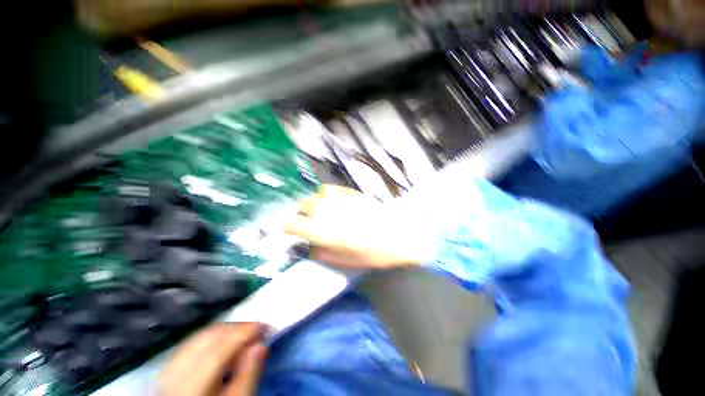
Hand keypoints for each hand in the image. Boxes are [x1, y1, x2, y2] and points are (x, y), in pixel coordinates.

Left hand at [158, 323, 266, 395]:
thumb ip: (248, 376)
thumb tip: (260, 344)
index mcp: (191, 388)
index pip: (217, 353)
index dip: (243, 334)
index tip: (265, 327)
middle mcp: (173, 376)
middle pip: (207, 340)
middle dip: (236, 329)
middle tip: (258, 329)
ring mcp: (168, 371)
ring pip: (199, 338)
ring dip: (226, 331)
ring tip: (245, 334)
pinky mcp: (169, 368)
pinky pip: (192, 343)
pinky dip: (213, 337)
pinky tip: (226, 341)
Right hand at [285, 185, 433, 269]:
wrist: (397, 236)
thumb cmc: (371, 253)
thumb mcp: (344, 261)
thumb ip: (322, 253)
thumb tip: (310, 246)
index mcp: (322, 230)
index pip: (293, 224)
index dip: (287, 227)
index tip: (289, 230)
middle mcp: (327, 211)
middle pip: (304, 206)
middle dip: (302, 214)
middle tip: (308, 222)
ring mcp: (340, 199)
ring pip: (317, 195)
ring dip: (315, 203)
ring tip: (321, 211)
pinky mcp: (351, 193)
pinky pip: (331, 189)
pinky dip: (327, 195)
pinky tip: (333, 201)